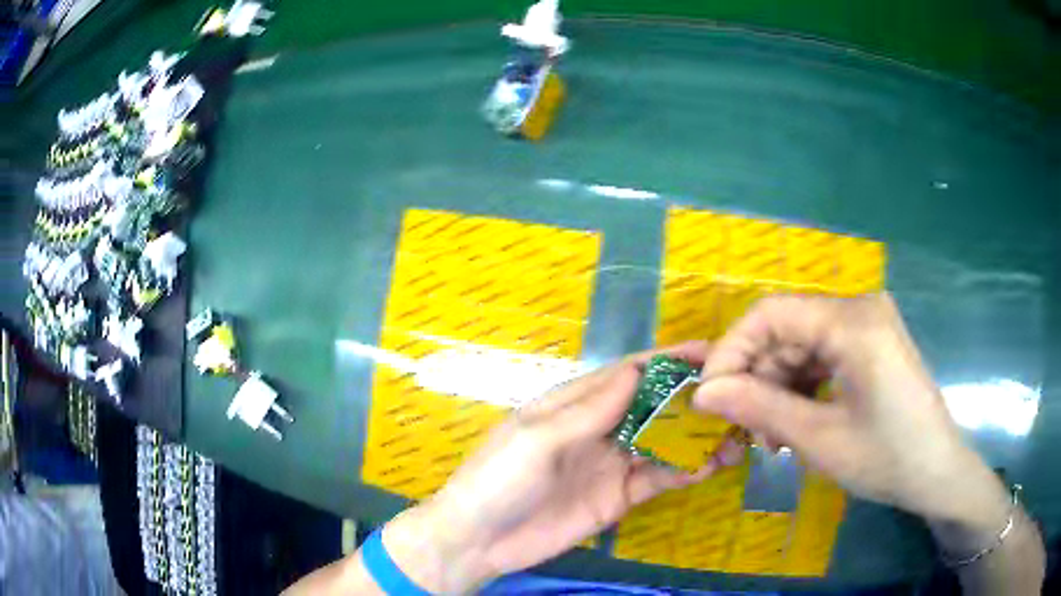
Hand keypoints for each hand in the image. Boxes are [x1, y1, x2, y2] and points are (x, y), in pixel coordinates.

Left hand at [383, 341, 737, 592]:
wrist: (480, 541)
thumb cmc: (499, 479)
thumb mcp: (538, 439)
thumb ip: (589, 410)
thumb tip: (636, 370)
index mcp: (575, 403)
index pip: (630, 373)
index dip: (669, 360)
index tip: (711, 352)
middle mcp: (599, 428)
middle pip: (654, 406)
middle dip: (692, 399)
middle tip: (736, 398)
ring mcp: (611, 463)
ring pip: (663, 442)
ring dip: (696, 438)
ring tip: (734, 436)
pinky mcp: (618, 496)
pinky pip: (658, 478)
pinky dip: (684, 471)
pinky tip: (708, 468)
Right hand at [693, 294, 1008, 527]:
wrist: (938, 472)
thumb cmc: (887, 458)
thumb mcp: (820, 439)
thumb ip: (760, 408)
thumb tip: (702, 394)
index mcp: (852, 321)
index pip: (770, 314)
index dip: (730, 351)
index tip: (708, 397)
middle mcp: (859, 308)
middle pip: (786, 331)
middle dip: (756, 378)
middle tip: (743, 430)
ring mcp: (867, 324)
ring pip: (801, 346)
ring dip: (777, 388)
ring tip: (771, 437)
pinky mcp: (870, 343)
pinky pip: (822, 356)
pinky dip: (801, 388)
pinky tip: (795, 422)